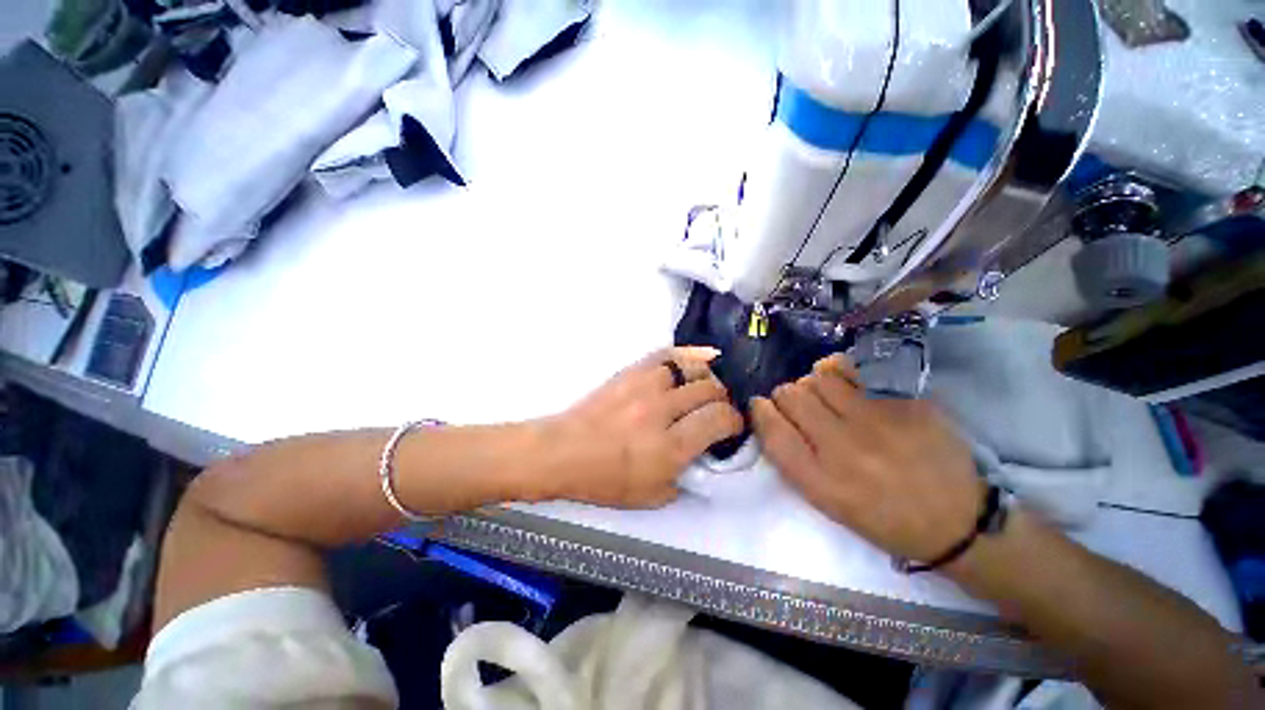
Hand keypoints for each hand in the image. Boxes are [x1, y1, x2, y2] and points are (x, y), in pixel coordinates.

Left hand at [545, 346, 743, 507]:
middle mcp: (662, 411)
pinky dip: (690, 353)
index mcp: (670, 447)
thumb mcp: (652, 496)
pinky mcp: (632, 372)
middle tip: (719, 409)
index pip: (718, 420)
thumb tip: (701, 454)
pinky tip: (704, 356)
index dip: (734, 421)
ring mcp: (645, 387)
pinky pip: (668, 354)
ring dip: (707, 378)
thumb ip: (685, 478)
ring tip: (706, 388)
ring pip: (692, 369)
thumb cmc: (605, 479)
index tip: (733, 426)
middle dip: (723, 400)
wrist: (564, 451)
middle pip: (710, 391)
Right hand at [750, 354, 982, 562]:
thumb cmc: (884, 520)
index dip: (760, 411)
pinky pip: (854, 370)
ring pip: (818, 377)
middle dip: (785, 395)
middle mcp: (844, 449)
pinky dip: (839, 370)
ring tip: (824, 395)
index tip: (762, 406)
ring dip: (812, 383)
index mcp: (821, 482)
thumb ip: (794, 460)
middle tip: (798, 404)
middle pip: (790, 396)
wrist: (960, 522)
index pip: (772, 430)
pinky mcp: (904, 402)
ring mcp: (877, 422)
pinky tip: (845, 382)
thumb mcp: (828, 504)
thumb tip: (774, 416)